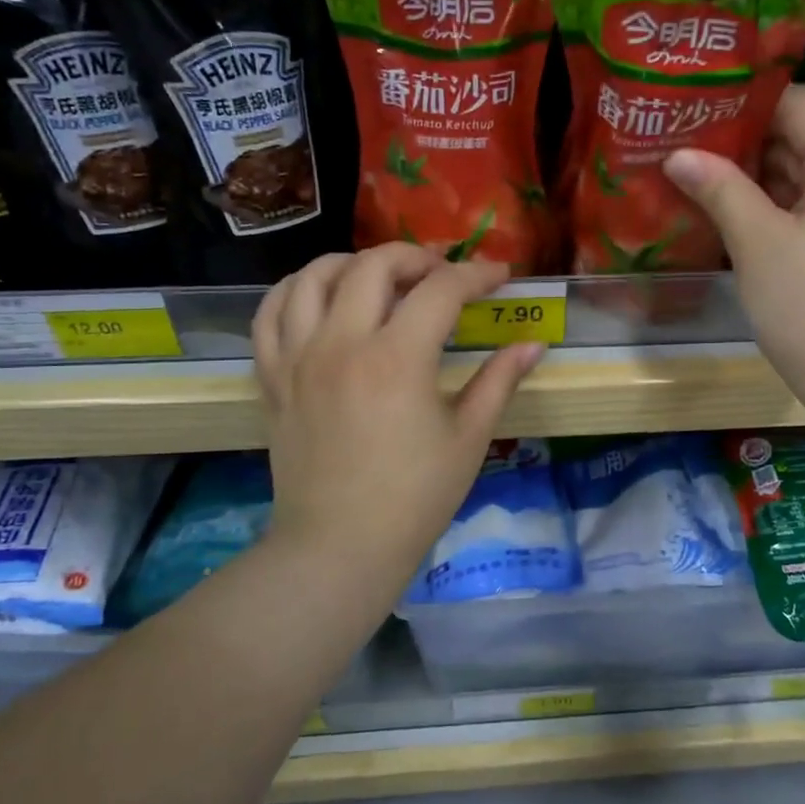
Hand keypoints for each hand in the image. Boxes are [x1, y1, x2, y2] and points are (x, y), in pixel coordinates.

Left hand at [251, 244, 544, 598]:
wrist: (338, 547)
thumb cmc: (414, 498)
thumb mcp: (468, 438)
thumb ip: (500, 381)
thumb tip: (533, 345)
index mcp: (397, 359)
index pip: (441, 290)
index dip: (476, 275)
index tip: (499, 276)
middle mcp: (342, 344)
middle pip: (373, 265)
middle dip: (416, 256)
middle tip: (442, 274)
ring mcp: (298, 358)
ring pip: (313, 277)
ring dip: (353, 263)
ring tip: (381, 277)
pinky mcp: (274, 378)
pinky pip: (270, 314)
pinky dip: (294, 290)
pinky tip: (319, 296)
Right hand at [664, 85, 804, 414]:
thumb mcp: (757, 243)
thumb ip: (719, 189)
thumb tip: (678, 154)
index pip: (802, 104)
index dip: (751, 101)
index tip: (701, 107)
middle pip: (804, 137)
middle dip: (746, 139)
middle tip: (688, 140)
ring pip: (804, 176)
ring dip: (755, 175)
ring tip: (698, 171)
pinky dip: (773, 206)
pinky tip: (729, 211)